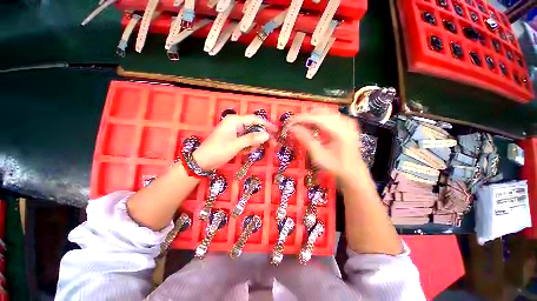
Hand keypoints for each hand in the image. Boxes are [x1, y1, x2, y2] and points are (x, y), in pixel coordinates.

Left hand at [193, 115, 275, 169]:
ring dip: (253, 144)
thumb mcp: (236, 145)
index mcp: (234, 121)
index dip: (266, 124)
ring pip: (251, 136)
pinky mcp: (234, 139)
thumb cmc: (218, 150)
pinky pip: (246, 141)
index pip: (254, 119)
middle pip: (254, 128)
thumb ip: (252, 139)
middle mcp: (235, 124)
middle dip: (261, 137)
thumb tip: (267, 135)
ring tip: (248, 151)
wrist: (203, 162)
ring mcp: (235, 132)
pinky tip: (244, 152)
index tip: (276, 131)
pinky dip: (248, 147)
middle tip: (270, 144)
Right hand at [288, 110, 365, 181]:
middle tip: (294, 127)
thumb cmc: (336, 167)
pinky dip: (318, 119)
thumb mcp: (318, 156)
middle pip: (320, 112)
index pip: (316, 118)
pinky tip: (313, 127)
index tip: (288, 123)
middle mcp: (346, 123)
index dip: (300, 119)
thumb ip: (306, 140)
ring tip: (301, 127)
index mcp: (340, 132)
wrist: (353, 172)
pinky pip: (329, 116)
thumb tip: (293, 128)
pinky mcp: (347, 124)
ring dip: (311, 118)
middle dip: (304, 118)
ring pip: (324, 112)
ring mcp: (348, 122)